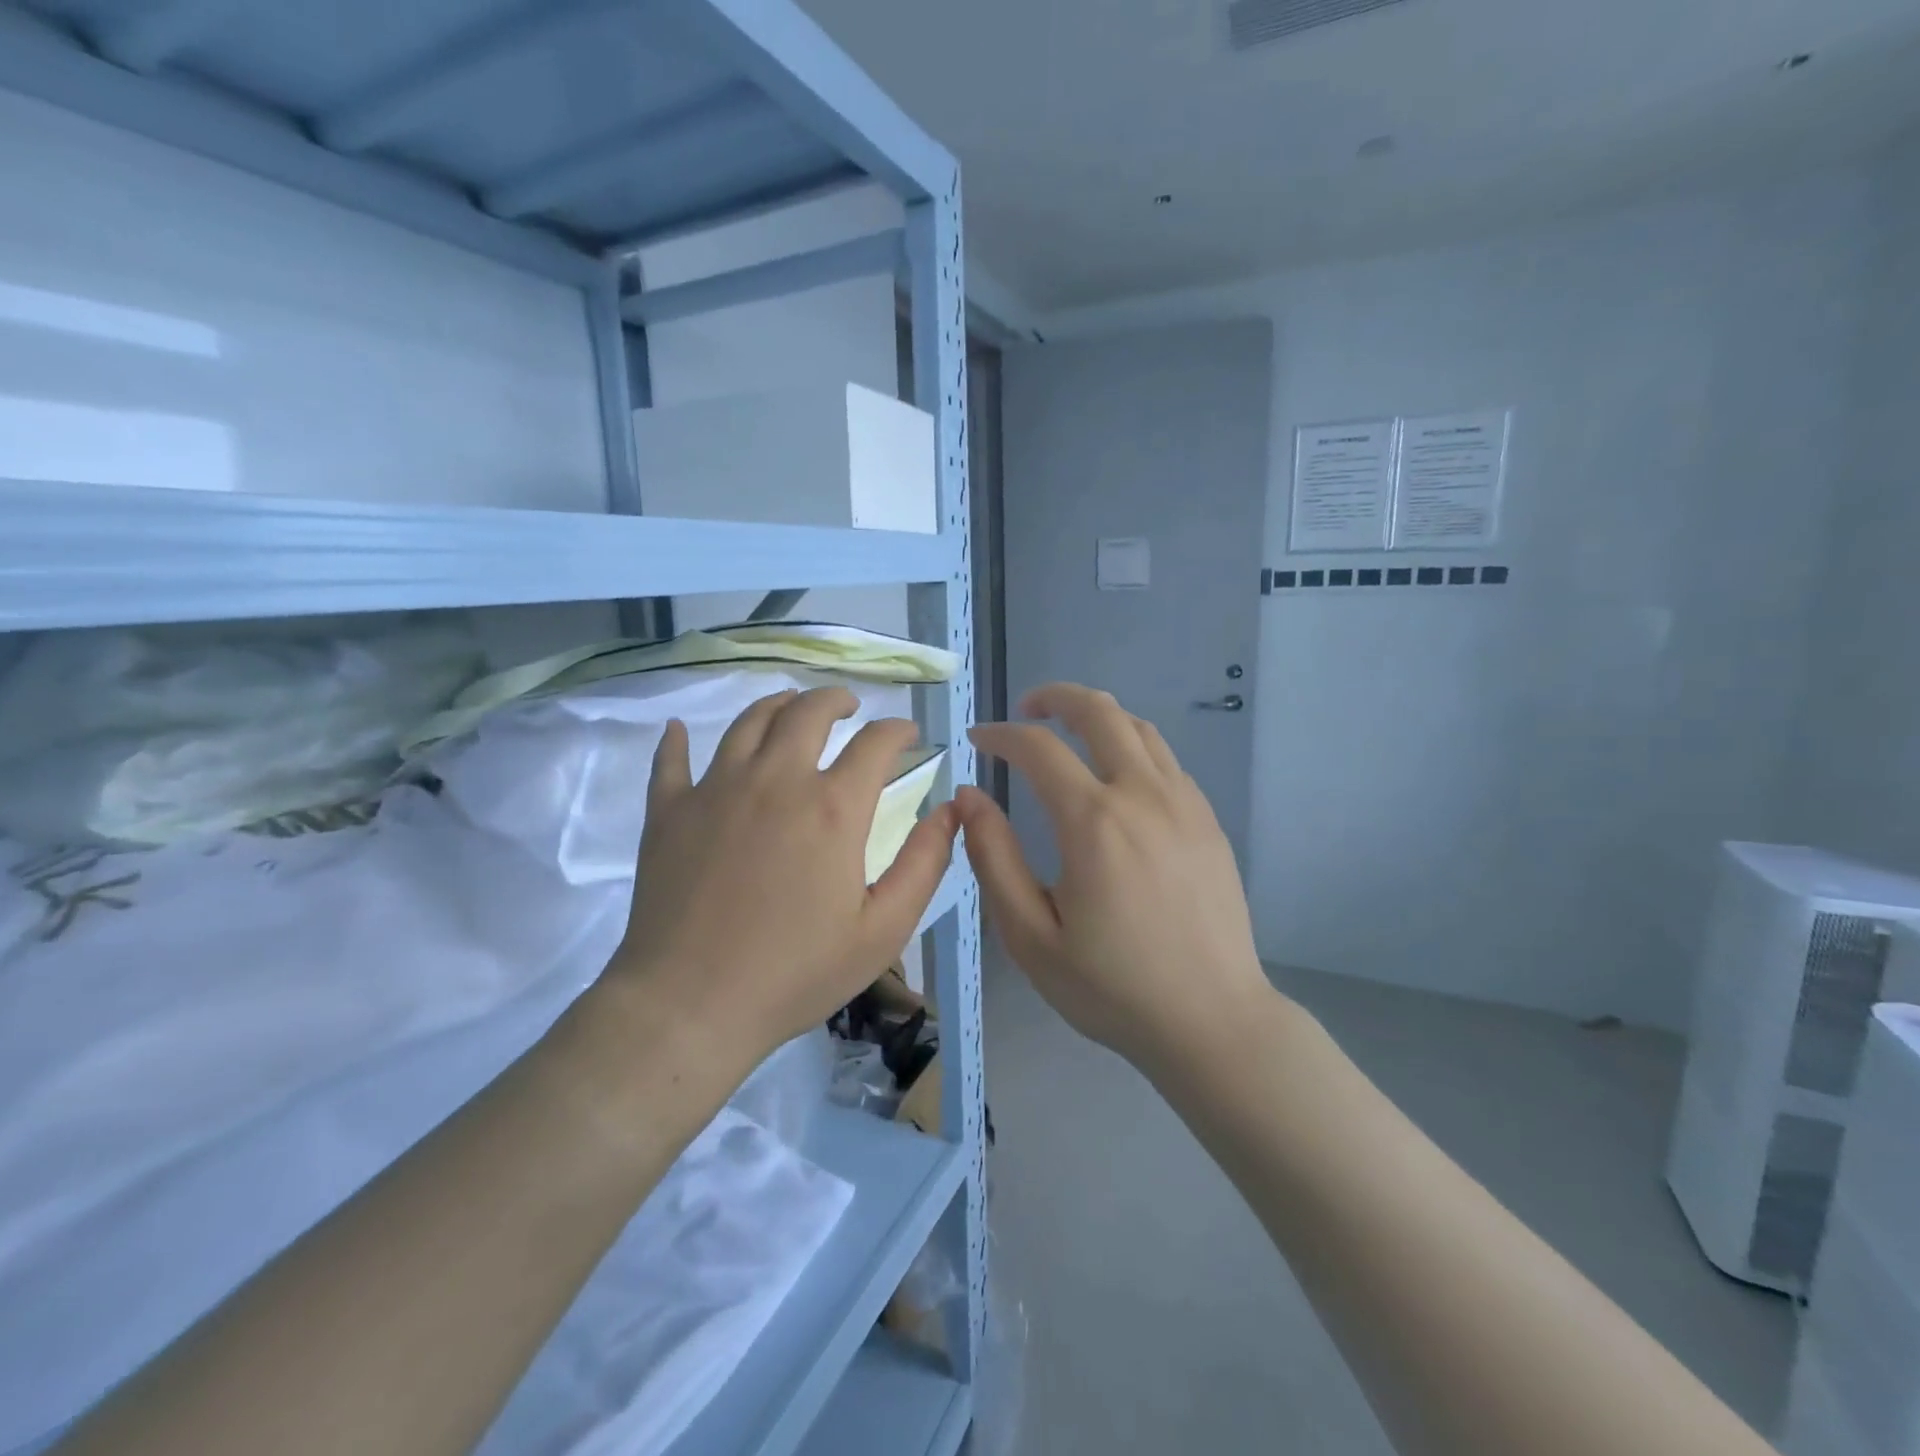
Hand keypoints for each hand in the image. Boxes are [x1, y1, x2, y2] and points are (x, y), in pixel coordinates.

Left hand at [610, 687, 958, 1075]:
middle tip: (849, 706)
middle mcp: (776, 781)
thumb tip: (950, 810)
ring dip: (777, 704)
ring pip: (749, 722)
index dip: (898, 730)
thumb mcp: (882, 930)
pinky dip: (678, 740)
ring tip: (790, 706)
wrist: (690, 1006)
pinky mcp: (670, 811)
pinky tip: (681, 731)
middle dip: (836, 699)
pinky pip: (672, 759)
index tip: (907, 733)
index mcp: (832, 808)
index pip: (875, 743)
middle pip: (808, 712)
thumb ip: (924, 864)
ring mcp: (716, 789)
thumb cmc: (796, 973)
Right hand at [958, 683, 1273, 1073]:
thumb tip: (968, 797)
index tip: (977, 739)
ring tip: (1069, 734)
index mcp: (1094, 822)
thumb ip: (994, 858)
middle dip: (1055, 698)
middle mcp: (1142, 795)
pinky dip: (1131, 747)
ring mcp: (1184, 803)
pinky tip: (1116, 779)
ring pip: (1139, 728)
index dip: (1000, 735)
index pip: (1038, 748)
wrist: (1212, 1021)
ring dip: (1098, 717)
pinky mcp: (1208, 821)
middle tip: (1026, 711)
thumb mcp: (1031, 936)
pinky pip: (1165, 760)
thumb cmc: (1112, 987)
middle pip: (1100, 712)